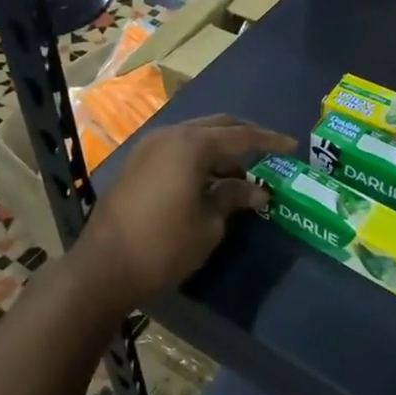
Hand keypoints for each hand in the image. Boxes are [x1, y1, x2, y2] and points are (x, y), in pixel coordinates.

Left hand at [71, 115, 295, 311]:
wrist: (103, 267)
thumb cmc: (164, 246)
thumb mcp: (209, 224)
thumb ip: (234, 197)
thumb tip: (258, 191)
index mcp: (191, 145)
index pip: (241, 136)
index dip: (269, 141)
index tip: (292, 147)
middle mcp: (169, 136)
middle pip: (217, 126)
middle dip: (245, 137)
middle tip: (269, 152)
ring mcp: (149, 147)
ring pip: (195, 137)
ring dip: (221, 150)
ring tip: (243, 175)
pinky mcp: (137, 164)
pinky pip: (177, 150)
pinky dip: (199, 158)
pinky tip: (211, 180)